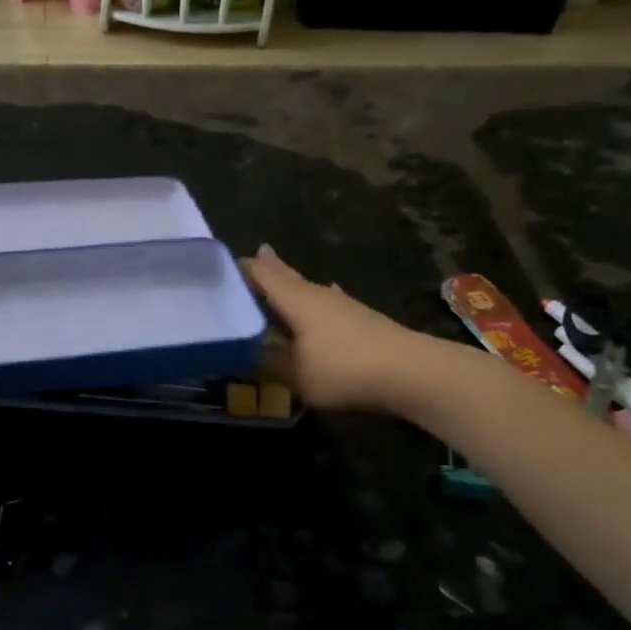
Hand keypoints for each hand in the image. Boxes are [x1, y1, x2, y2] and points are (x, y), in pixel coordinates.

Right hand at [242, 245, 457, 414]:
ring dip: (290, 284)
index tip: (218, 265)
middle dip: (267, 268)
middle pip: (286, 276)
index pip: (261, 275)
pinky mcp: (360, 319)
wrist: (413, 372)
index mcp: (296, 300)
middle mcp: (317, 294)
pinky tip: (324, 296)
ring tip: (278, 275)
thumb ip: (267, 362)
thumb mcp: (295, 374)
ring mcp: (342, 304)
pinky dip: (315, 299)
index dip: (240, 269)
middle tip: (251, 254)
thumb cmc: (345, 369)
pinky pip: (326, 302)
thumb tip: (243, 351)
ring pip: (307, 288)